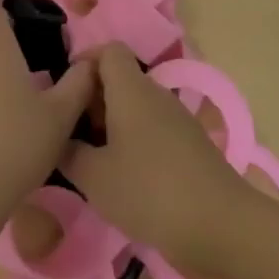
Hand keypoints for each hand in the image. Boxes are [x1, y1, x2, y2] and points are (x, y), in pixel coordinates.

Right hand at [63, 47, 257, 271]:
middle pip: (120, 80)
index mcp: (132, 90)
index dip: (83, 62)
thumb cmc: (149, 192)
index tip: (63, 92)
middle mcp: (156, 96)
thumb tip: (56, 139)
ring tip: (89, 159)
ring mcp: (177, 121)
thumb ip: (68, 152)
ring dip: (110, 125)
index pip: (108, 51)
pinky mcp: (189, 146)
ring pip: (135, 108)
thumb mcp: (94, 177)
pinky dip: (132, 143)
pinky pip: (152, 130)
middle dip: (91, 100)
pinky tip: (120, 177)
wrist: (222, 227)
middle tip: (67, 133)